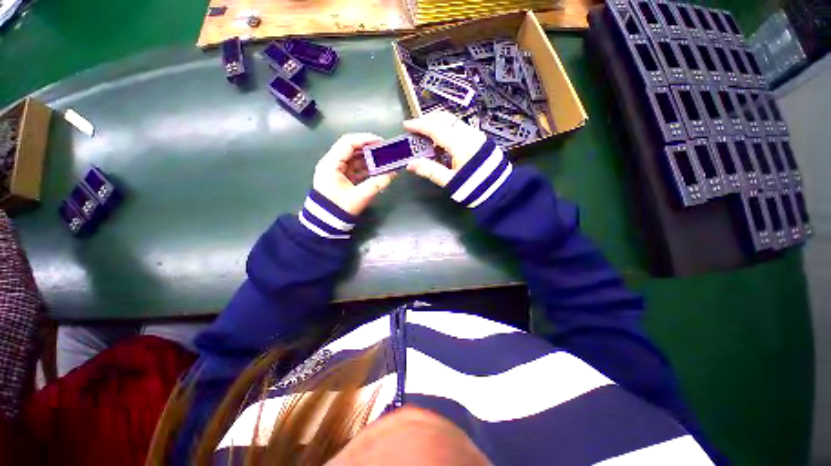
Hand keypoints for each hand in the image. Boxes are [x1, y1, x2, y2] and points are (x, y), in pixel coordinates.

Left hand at [313, 133, 396, 214]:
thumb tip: (393, 174)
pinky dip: (366, 168)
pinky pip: (355, 168)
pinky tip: (378, 170)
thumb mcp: (359, 197)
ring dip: (369, 159)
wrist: (325, 223)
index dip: (365, 139)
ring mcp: (336, 171)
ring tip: (385, 161)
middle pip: (351, 149)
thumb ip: (377, 184)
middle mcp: (332, 163)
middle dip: (369, 149)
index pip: (348, 142)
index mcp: (331, 164)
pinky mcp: (341, 178)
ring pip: (354, 159)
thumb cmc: (339, 208)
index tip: (381, 142)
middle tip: (386, 151)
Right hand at [403, 111, 487, 186]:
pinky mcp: (479, 138)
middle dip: (428, 119)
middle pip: (445, 118)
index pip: (436, 129)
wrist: (499, 190)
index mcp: (459, 144)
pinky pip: (460, 126)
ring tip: (427, 133)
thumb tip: (410, 164)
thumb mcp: (450, 181)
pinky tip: (442, 139)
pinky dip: (447, 127)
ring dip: (438, 122)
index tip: (407, 124)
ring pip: (453, 120)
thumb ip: (430, 171)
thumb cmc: (473, 187)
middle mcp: (468, 134)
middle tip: (416, 127)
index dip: (419, 125)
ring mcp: (475, 135)